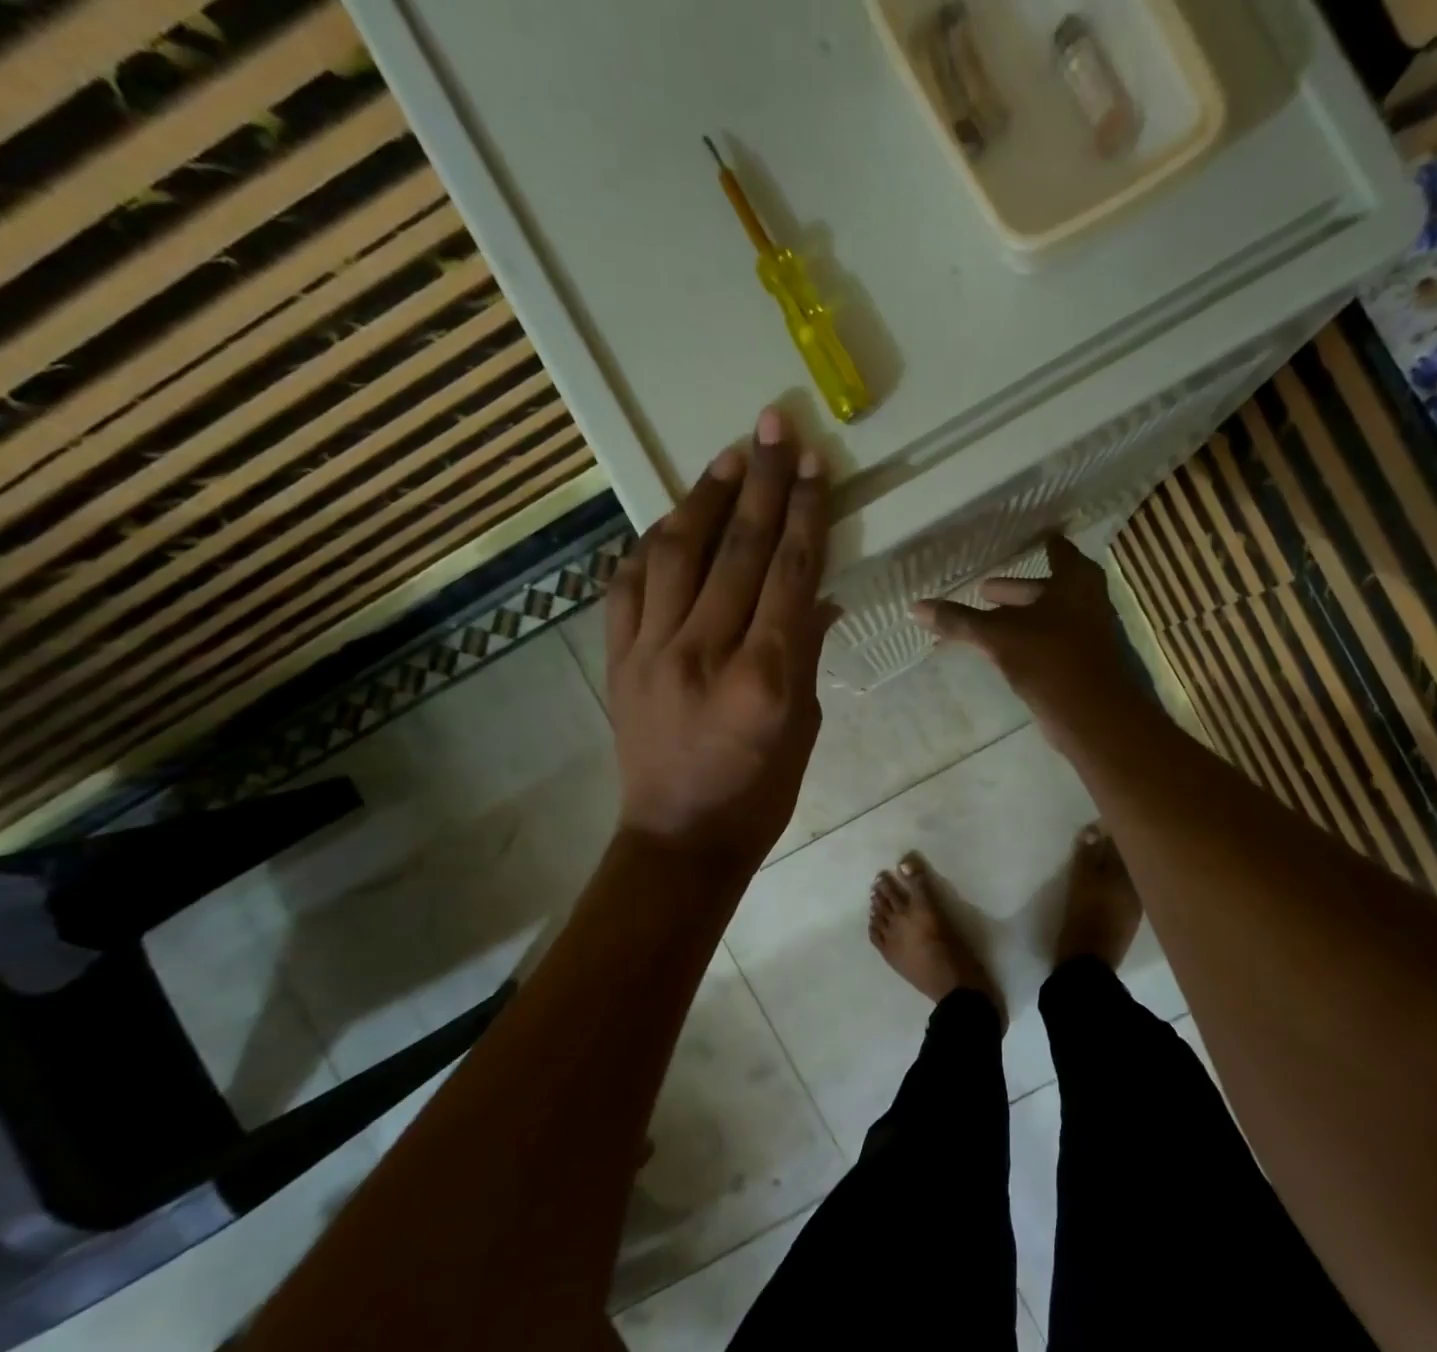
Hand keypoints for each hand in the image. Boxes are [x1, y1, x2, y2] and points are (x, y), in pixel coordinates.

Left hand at [605, 407, 835, 865]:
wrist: (678, 839)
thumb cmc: (758, 796)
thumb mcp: (803, 730)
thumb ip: (807, 655)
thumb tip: (818, 596)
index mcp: (764, 677)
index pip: (789, 573)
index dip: (805, 512)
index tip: (815, 463)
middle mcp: (704, 652)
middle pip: (737, 549)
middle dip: (761, 481)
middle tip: (774, 426)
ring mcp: (651, 652)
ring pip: (676, 553)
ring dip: (704, 498)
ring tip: (727, 457)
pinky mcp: (618, 660)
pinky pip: (628, 585)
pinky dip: (651, 546)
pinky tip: (671, 521)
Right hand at [910, 535, 1140, 741]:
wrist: (1094, 716)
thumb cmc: (1049, 659)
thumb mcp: (998, 636)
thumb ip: (959, 621)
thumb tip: (914, 607)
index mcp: (1074, 580)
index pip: (1055, 548)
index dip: (1036, 542)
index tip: (1015, 538)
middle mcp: (1087, 599)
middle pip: (1046, 587)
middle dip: (1014, 590)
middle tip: (983, 589)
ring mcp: (1088, 632)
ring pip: (1047, 616)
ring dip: (1019, 617)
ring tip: (986, 621)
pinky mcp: (1082, 662)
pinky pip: (1048, 641)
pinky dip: (1026, 640)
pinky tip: (1003, 651)